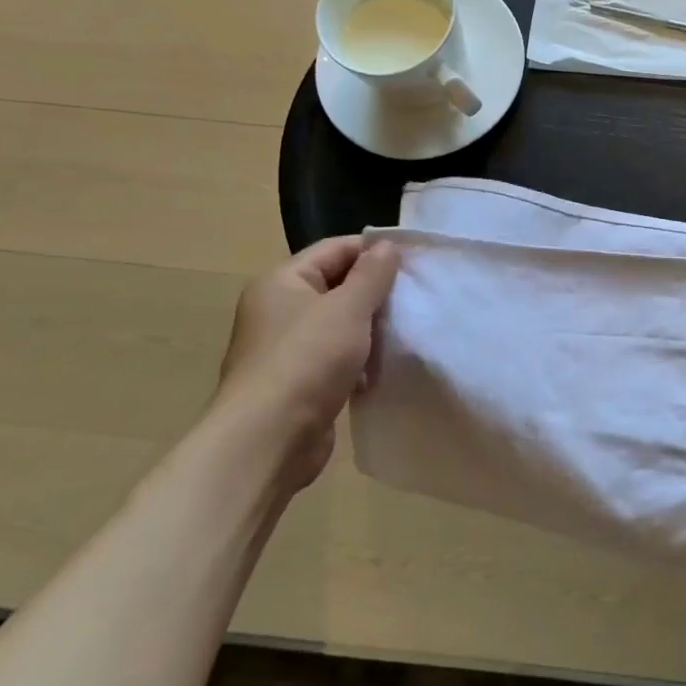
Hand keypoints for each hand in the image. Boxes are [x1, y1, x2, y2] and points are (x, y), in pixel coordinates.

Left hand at [213, 237, 399, 492]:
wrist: (268, 439)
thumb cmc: (307, 360)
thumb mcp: (348, 308)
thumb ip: (372, 274)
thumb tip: (388, 246)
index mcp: (282, 282)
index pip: (334, 249)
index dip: (374, 250)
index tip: (415, 260)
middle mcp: (279, 310)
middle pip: (337, 285)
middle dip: (376, 290)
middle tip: (417, 294)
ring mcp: (287, 348)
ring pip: (340, 324)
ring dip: (372, 326)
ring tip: (409, 327)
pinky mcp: (299, 382)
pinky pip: (337, 357)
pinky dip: (361, 358)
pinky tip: (386, 365)